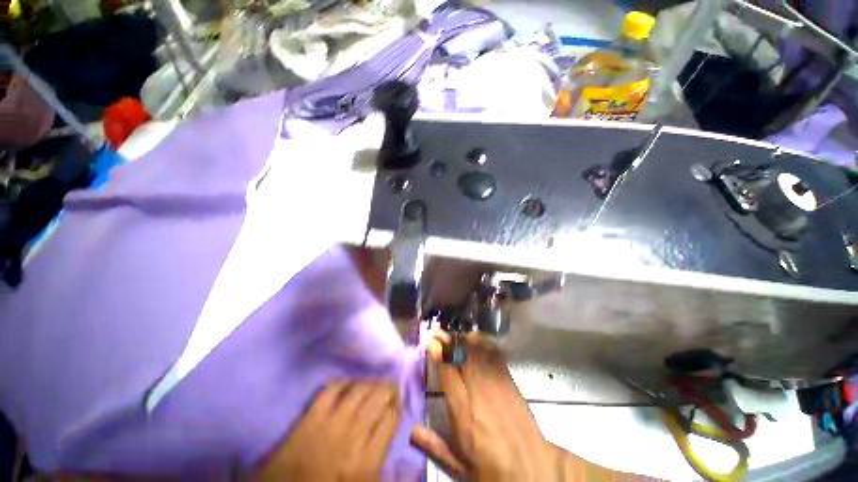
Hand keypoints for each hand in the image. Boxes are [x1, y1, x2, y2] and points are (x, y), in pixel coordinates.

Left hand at [255, 381, 399, 481]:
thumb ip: (381, 467)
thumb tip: (399, 449)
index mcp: (366, 462)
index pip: (390, 419)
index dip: (397, 406)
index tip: (398, 402)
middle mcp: (351, 437)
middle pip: (378, 399)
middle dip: (388, 389)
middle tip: (391, 387)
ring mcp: (329, 425)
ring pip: (358, 391)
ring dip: (370, 383)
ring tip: (374, 383)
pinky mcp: (309, 419)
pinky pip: (331, 390)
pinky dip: (343, 382)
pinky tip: (348, 383)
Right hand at [410, 332, 560, 481]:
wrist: (530, 469)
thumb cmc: (490, 469)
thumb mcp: (458, 467)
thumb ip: (434, 446)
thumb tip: (412, 431)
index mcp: (463, 415)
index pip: (448, 374)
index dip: (439, 354)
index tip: (431, 343)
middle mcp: (479, 394)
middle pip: (463, 358)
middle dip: (449, 341)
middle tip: (439, 332)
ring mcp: (496, 385)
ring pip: (478, 353)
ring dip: (464, 339)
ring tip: (454, 332)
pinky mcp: (510, 382)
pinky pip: (494, 356)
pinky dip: (483, 344)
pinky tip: (476, 338)